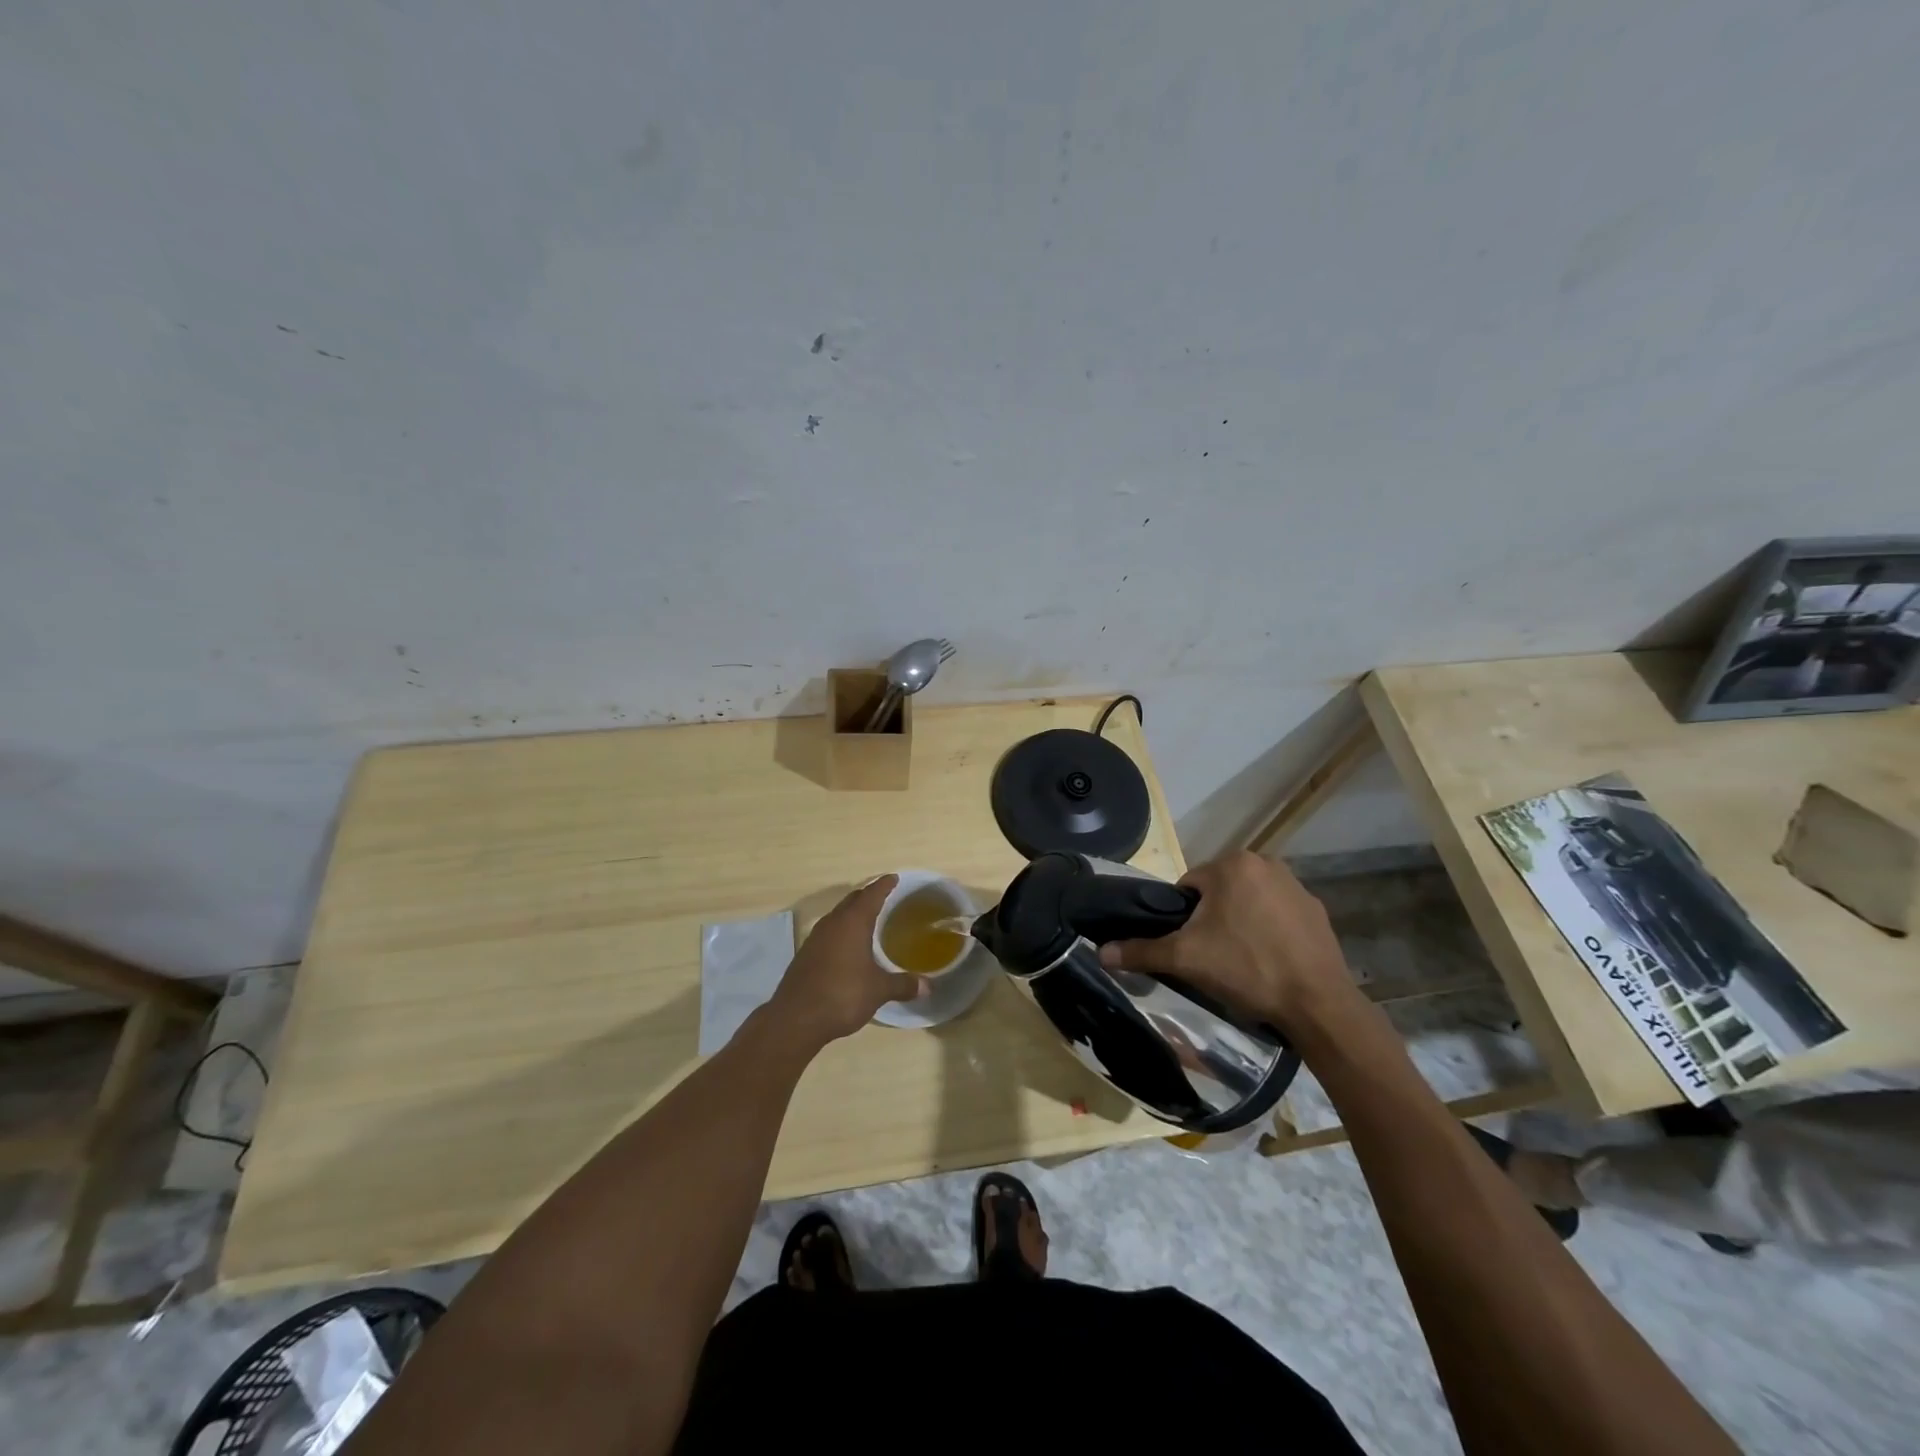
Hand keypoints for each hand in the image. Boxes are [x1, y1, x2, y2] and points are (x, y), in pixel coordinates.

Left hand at [769, 876, 926, 1045]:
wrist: (796, 1019)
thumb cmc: (842, 995)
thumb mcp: (878, 990)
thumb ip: (903, 984)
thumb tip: (928, 986)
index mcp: (852, 923)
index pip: (871, 894)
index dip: (884, 885)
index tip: (894, 878)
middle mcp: (832, 924)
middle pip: (852, 901)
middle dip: (867, 896)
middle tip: (884, 897)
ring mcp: (815, 938)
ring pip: (837, 916)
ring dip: (852, 914)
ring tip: (867, 920)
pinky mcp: (805, 955)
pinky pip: (828, 933)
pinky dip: (841, 932)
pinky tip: (848, 947)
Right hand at [1097, 851, 1354, 1031]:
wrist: (1318, 1005)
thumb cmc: (1247, 969)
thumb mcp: (1186, 959)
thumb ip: (1142, 951)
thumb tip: (1101, 952)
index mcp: (1232, 864)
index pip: (1188, 886)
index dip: (1183, 918)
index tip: (1190, 947)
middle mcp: (1266, 863)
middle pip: (1219, 892)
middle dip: (1212, 920)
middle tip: (1213, 958)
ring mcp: (1297, 886)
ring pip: (1249, 902)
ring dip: (1240, 924)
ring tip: (1242, 963)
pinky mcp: (1317, 911)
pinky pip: (1278, 916)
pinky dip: (1270, 932)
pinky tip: (1271, 963)